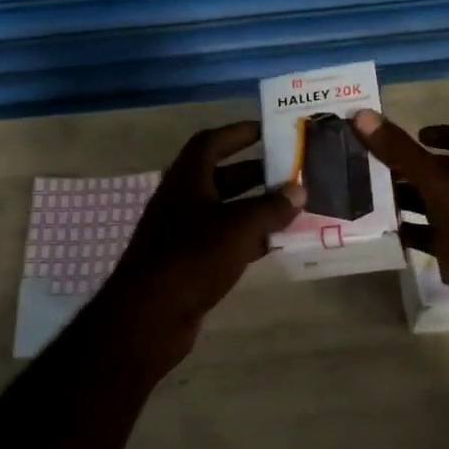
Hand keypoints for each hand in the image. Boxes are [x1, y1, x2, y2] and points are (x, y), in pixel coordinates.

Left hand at [89, 122, 303, 374]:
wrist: (149, 317)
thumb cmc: (192, 259)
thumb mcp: (238, 228)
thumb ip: (270, 207)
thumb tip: (298, 190)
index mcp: (186, 180)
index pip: (211, 142)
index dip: (239, 133)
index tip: (269, 131)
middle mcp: (182, 200)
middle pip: (221, 176)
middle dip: (256, 172)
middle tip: (291, 172)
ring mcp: (183, 233)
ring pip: (225, 210)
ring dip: (255, 206)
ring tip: (292, 206)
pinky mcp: (189, 262)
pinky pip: (224, 240)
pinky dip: (248, 237)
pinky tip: (275, 243)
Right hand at [352, 109, 448, 339]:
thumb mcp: (439, 182)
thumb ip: (401, 151)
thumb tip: (361, 114)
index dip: (447, 134)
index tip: (418, 135)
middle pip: (448, 172)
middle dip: (414, 170)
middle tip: (378, 166)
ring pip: (439, 204)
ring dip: (410, 200)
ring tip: (373, 196)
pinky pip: (436, 235)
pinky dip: (414, 231)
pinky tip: (387, 230)